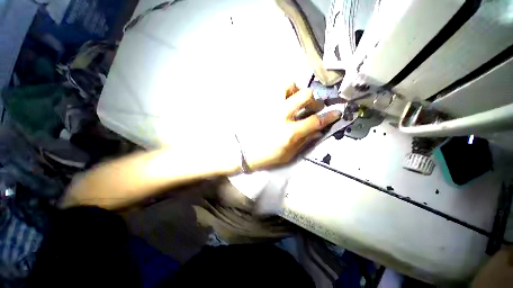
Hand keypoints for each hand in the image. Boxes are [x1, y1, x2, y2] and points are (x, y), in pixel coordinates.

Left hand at [237, 83, 341, 169]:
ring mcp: (271, 108)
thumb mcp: (289, 154)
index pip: (315, 120)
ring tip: (295, 99)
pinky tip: (283, 100)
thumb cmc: (268, 156)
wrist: (246, 151)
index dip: (329, 115)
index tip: (336, 111)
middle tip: (313, 106)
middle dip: (314, 99)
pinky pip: (274, 90)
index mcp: (290, 132)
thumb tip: (317, 130)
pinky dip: (283, 92)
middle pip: (305, 95)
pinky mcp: (262, 104)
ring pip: (288, 86)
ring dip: (296, 90)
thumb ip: (305, 141)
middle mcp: (282, 116)